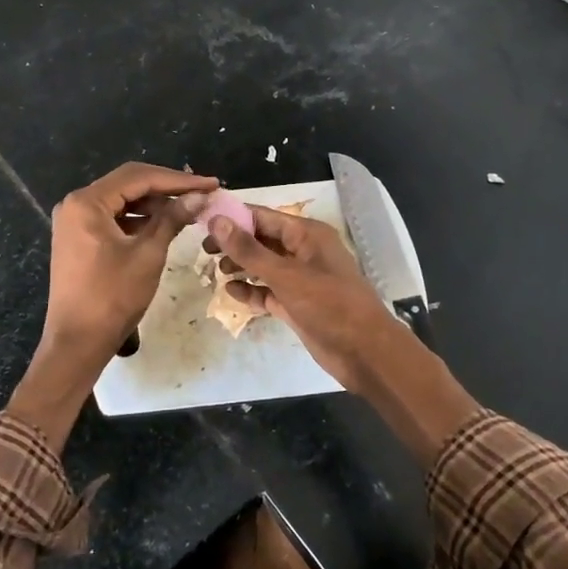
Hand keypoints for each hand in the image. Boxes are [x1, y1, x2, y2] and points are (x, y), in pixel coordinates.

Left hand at [42, 161, 216, 364]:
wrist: (77, 342)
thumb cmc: (112, 297)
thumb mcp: (148, 254)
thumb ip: (172, 219)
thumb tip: (199, 196)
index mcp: (87, 202)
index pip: (138, 177)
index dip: (178, 179)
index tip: (210, 184)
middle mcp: (75, 204)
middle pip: (128, 184)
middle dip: (167, 188)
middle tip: (202, 192)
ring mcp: (74, 222)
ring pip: (121, 201)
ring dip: (154, 204)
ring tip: (189, 209)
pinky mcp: (78, 238)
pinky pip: (113, 218)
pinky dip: (138, 220)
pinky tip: (164, 224)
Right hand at [210, 206, 404, 392]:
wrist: (364, 352)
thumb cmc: (329, 305)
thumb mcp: (285, 275)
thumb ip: (249, 250)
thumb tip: (216, 221)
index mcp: (307, 234)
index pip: (263, 216)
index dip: (233, 217)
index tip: (202, 221)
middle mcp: (303, 251)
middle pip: (262, 240)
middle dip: (234, 243)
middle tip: (204, 250)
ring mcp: (301, 279)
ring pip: (264, 266)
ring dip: (241, 267)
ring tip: (215, 272)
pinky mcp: (297, 304)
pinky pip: (268, 291)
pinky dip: (251, 290)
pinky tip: (231, 293)